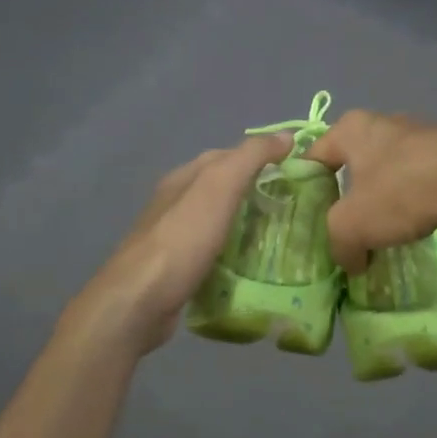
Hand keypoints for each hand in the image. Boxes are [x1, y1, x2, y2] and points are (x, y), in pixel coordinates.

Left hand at [65, 134, 292, 355]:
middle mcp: (176, 202)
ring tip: (283, 237)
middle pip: (224, 189)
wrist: (139, 303)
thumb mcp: (220, 186)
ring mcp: (175, 238)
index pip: (229, 155)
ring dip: (248, 225)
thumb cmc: (183, 239)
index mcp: (184, 177)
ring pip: (220, 222)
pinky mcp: (178, 270)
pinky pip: (215, 253)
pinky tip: (255, 267)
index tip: (297, 170)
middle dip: (258, 193)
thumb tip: (287, 135)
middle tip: (296, 207)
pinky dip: (236, 254)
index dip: (262, 157)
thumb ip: (252, 157)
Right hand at [307, 112, 436, 273]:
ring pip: (390, 169)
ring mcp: (422, 132)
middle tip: (347, 229)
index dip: (306, 189)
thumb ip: (338, 244)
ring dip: (385, 198)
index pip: (314, 156)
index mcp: (352, 127)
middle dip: (349, 196)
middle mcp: (385, 121)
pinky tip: (421, 222)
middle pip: (354, 162)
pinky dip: (416, 198)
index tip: (310, 220)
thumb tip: (350, 261)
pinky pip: (421, 176)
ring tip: (386, 231)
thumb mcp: (352, 225)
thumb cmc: (402, 190)